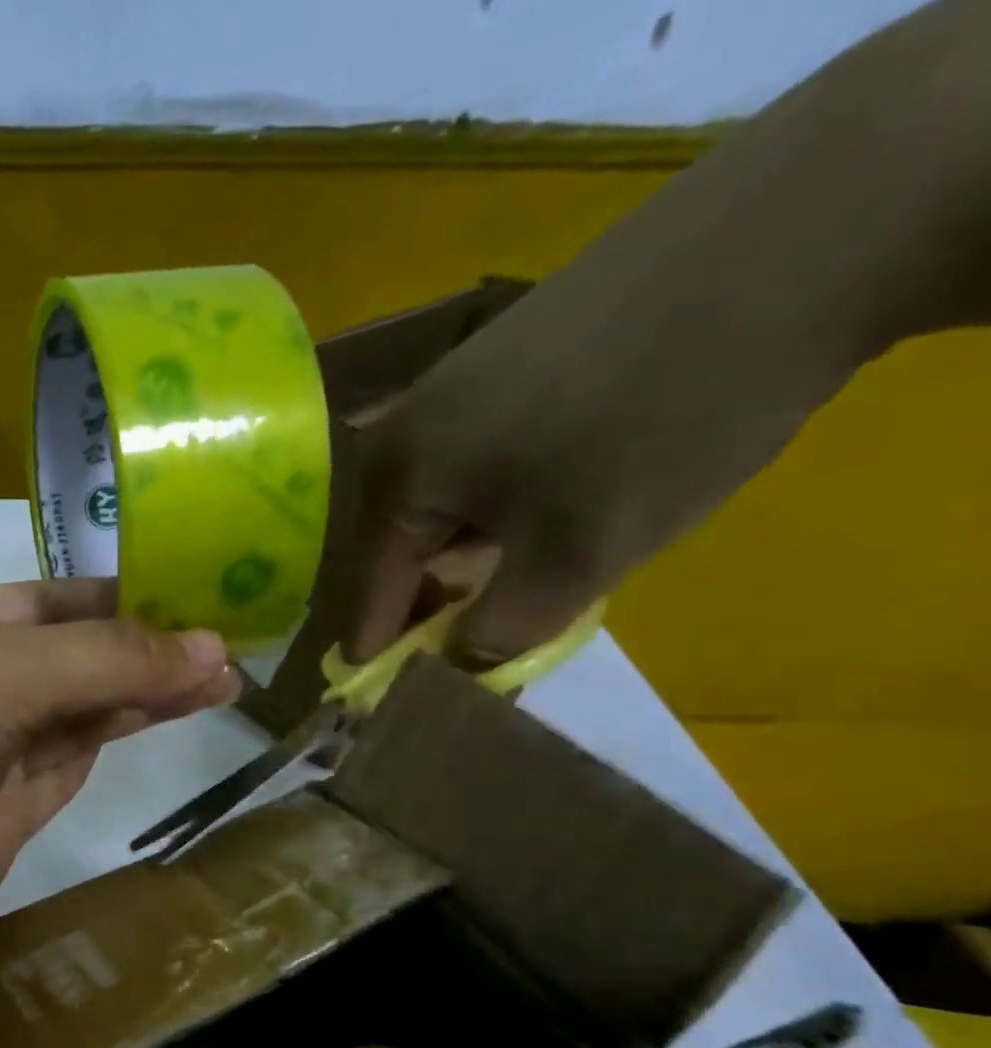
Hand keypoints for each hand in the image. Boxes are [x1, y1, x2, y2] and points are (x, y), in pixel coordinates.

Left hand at [0, 578, 235, 1047]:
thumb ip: (94, 663)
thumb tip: (211, 647)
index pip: (43, 599)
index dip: (122, 593)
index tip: (207, 588)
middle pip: (62, 658)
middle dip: (142, 645)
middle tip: (237, 638)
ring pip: (69, 719)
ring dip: (138, 696)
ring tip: (221, 679)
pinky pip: (59, 778)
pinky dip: (108, 750)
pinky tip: (156, 726)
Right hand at [258, 4, 982, 721]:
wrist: (799, 228)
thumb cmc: (656, 419)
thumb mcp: (578, 555)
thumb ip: (502, 630)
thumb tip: (460, 663)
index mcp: (395, 474)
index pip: (371, 587)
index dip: (381, 646)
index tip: (380, 696)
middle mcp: (406, 424)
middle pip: (404, 540)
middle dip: (433, 596)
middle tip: (469, 638)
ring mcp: (458, 378)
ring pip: (447, 496)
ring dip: (474, 545)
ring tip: (523, 571)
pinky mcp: (514, 350)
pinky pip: (484, 450)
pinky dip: (507, 493)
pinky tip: (557, 494)